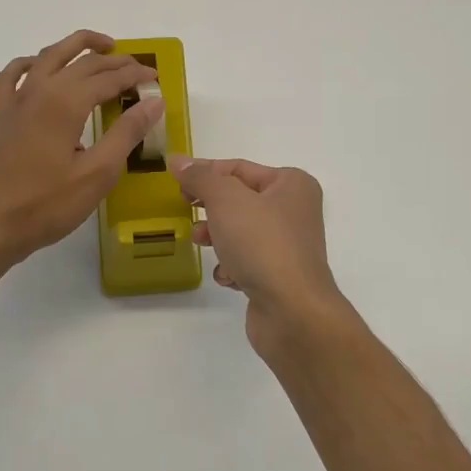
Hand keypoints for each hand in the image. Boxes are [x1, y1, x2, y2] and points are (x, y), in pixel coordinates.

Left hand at [0, 30, 162, 266]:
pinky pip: (13, 74)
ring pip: (48, 56)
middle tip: (138, 68)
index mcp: (65, 102)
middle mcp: (39, 90)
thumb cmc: (46, 205)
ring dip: (76, 47)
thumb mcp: (97, 174)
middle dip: (114, 61)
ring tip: (101, 48)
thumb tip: (154, 101)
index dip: (135, 75)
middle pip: (82, 62)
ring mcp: (14, 99)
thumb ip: (127, 133)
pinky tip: (40, 68)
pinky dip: (32, 63)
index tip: (156, 79)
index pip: (109, 77)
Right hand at [169, 155, 352, 361]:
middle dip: (211, 207)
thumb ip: (200, 177)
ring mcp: (288, 245)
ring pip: (241, 231)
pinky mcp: (279, 276)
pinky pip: (248, 261)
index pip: (239, 168)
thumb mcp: (225, 200)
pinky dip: (233, 266)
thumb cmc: (261, 243)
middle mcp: (295, 210)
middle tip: (186, 210)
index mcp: (291, 184)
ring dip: (218, 237)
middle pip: (240, 200)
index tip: (176, 182)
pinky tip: (229, 276)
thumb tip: (178, 160)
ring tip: (201, 243)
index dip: (205, 172)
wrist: (292, 310)